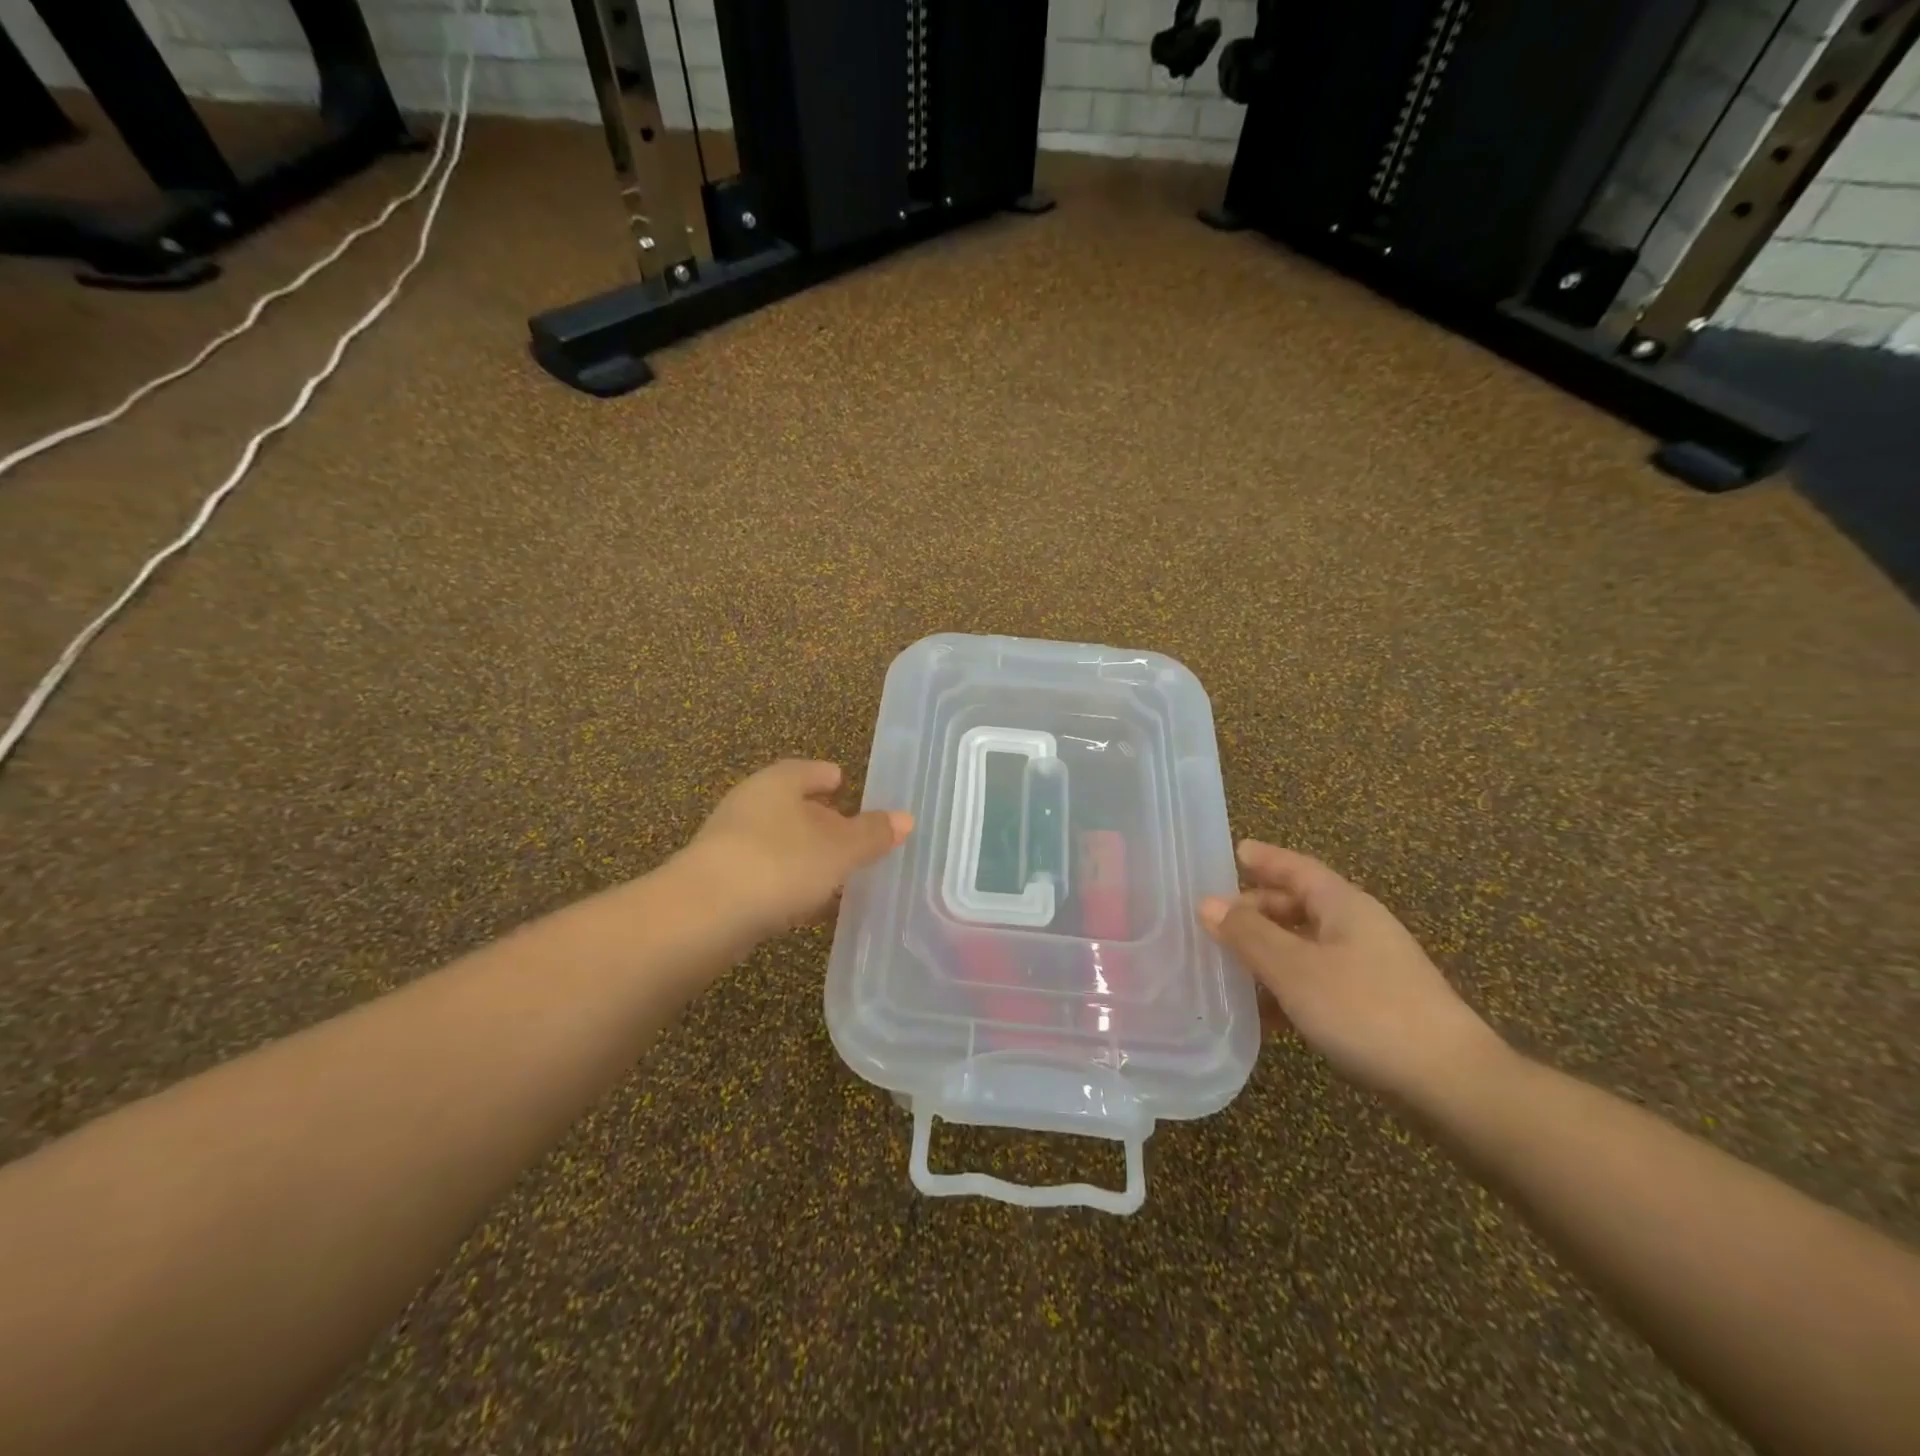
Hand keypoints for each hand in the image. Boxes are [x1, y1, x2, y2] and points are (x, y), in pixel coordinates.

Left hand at [680, 759, 912, 938]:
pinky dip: (789, 885)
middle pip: (790, 806)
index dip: (827, 775)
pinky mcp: (720, 885)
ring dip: (806, 857)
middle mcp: (749, 806)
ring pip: (778, 844)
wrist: (704, 916)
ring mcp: (730, 846)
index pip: (806, 770)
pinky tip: (809, 906)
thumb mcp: (839, 849)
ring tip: (838, 874)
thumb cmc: (780, 864)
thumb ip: (872, 834)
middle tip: (851, 833)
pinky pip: (766, 876)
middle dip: (820, 819)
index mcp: (776, 784)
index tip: (844, 782)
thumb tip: (906, 818)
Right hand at [1198, 841, 1506, 1102]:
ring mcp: (1371, 968)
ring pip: (1306, 946)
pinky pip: (1319, 982)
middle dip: (1257, 909)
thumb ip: (1248, 935)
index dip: (1266, 858)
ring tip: (1228, 967)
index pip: (1298, 868)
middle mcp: (1358, 929)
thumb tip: (1207, 904)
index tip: (1235, 851)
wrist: (1453, 1084)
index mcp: (1344, 906)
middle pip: (1300, 906)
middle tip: (1216, 920)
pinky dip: (1288, 988)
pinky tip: (1264, 1015)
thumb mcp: (1295, 970)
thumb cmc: (1367, 1011)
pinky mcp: (1375, 1006)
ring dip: (1268, 953)